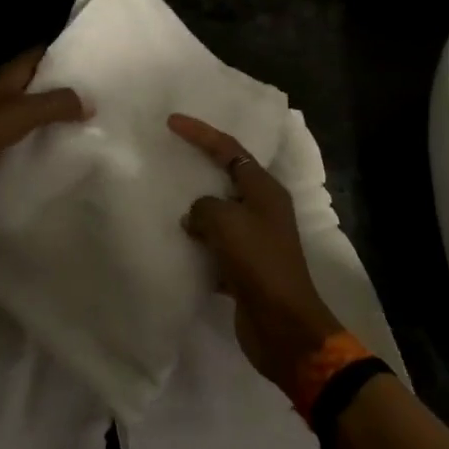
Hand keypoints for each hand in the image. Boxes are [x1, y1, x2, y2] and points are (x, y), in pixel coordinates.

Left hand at [0, 49, 88, 202]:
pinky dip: (46, 143)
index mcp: (7, 76)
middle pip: (40, 86)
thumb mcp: (23, 111)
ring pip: (36, 115)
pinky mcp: (0, 149)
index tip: (93, 57)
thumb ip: (57, 103)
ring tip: (96, 122)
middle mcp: (5, 95)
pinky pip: (29, 142)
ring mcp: (1, 122)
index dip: (64, 53)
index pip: (39, 55)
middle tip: (103, 93)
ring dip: (58, 119)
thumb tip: (91, 101)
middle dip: (67, 89)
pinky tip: (71, 149)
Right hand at [169, 113, 342, 389]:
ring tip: (165, 198)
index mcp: (265, 190)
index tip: (172, 122)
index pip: (229, 149)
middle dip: (198, 167)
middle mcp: (263, 209)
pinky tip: (176, 242)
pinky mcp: (244, 266)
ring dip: (195, 208)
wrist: (283, 326)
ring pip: (219, 212)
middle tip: (169, 156)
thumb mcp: (226, 223)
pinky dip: (197, 242)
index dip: (201, 133)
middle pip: (226, 177)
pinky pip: (215, 243)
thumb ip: (204, 207)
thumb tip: (196, 216)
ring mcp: (255, 239)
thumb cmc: (258, 264)